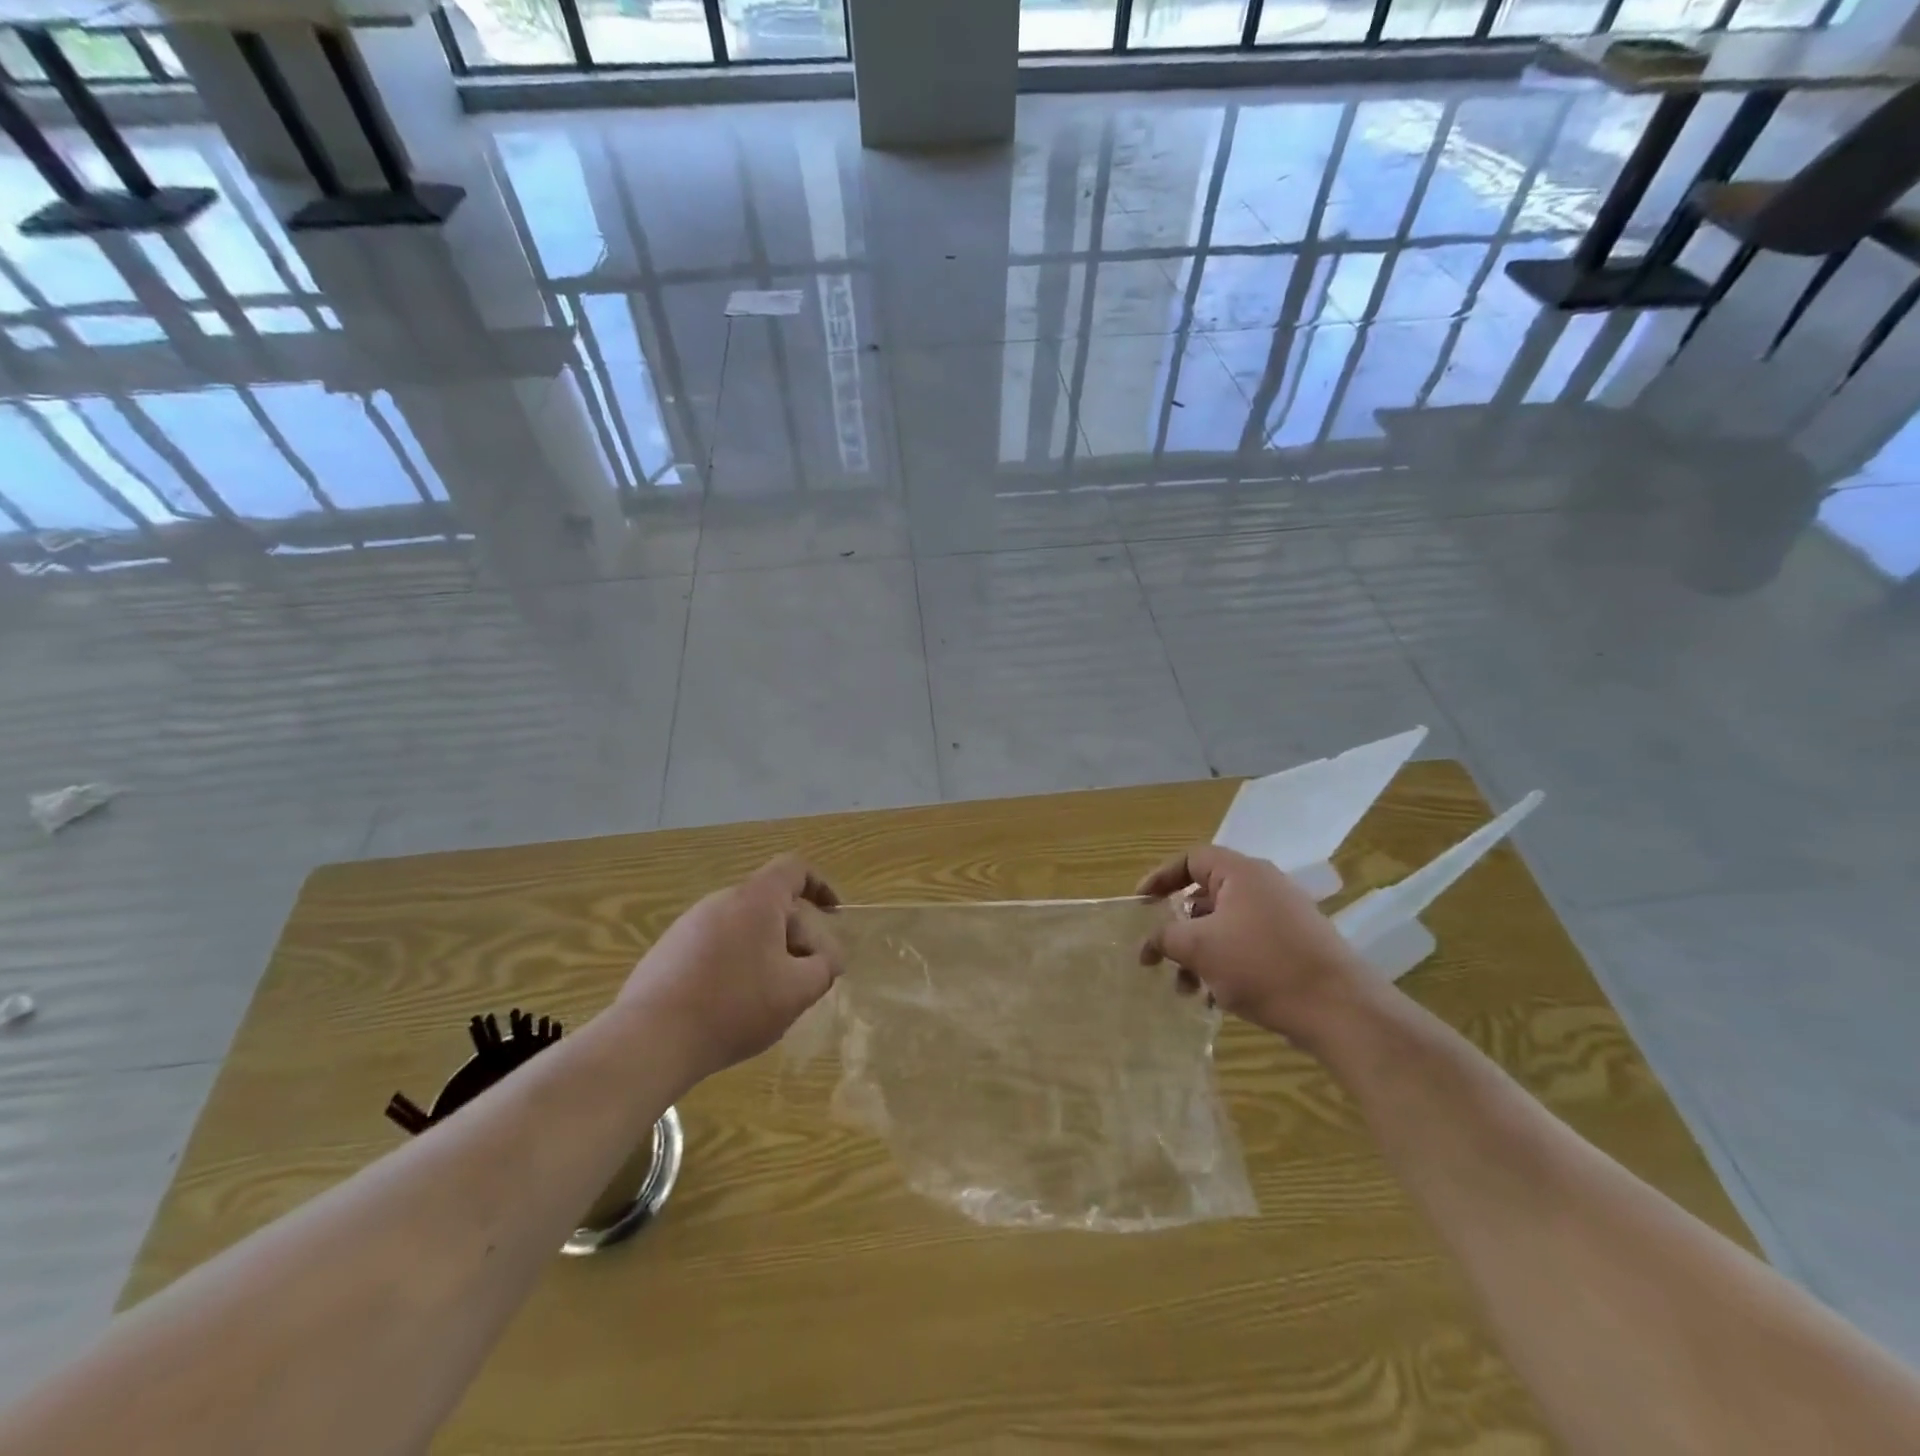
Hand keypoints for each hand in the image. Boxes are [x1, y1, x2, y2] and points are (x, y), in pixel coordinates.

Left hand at [619, 856, 842, 1082]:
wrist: (650, 1039)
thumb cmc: (735, 1006)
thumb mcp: (797, 992)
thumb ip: (824, 968)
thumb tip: (826, 959)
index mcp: (755, 899)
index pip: (793, 869)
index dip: (819, 886)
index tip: (833, 914)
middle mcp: (720, 901)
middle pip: (769, 904)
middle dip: (795, 936)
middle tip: (804, 977)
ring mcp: (688, 925)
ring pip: (742, 928)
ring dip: (765, 953)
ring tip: (769, 997)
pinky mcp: (667, 952)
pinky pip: (715, 947)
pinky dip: (734, 965)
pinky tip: (731, 1006)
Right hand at [1136, 845, 1373, 1045]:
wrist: (1341, 1010)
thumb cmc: (1262, 965)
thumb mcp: (1199, 948)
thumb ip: (1165, 938)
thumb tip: (1148, 942)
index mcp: (1241, 873)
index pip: (1191, 859)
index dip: (1160, 878)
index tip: (1140, 905)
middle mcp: (1263, 886)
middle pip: (1206, 896)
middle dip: (1177, 928)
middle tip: (1158, 954)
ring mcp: (1283, 917)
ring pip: (1225, 926)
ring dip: (1198, 954)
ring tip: (1185, 989)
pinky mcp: (1296, 946)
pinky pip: (1247, 946)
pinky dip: (1224, 965)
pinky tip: (1214, 1000)